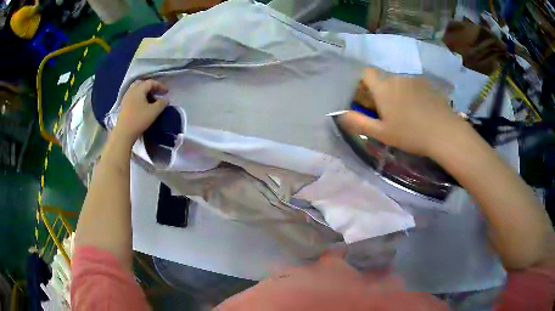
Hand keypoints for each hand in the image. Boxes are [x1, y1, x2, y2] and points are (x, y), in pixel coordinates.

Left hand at [113, 80, 168, 144]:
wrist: (124, 132)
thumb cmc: (139, 120)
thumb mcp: (154, 111)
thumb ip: (162, 103)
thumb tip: (166, 99)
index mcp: (139, 89)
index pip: (151, 82)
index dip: (160, 86)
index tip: (167, 92)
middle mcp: (132, 90)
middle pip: (143, 84)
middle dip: (151, 87)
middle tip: (158, 93)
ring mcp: (126, 97)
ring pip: (137, 90)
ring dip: (145, 92)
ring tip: (151, 99)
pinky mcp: (124, 105)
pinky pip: (133, 96)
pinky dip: (140, 97)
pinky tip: (143, 104)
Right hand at [339, 68, 470, 157]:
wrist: (444, 132)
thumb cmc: (411, 134)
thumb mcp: (382, 133)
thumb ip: (359, 122)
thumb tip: (340, 115)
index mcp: (383, 87)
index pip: (366, 72)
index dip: (362, 82)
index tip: (366, 97)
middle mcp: (397, 77)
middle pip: (382, 77)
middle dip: (380, 89)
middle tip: (387, 110)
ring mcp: (414, 79)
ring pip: (398, 81)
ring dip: (397, 91)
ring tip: (406, 112)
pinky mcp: (427, 84)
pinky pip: (413, 84)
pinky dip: (411, 92)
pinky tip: (419, 109)